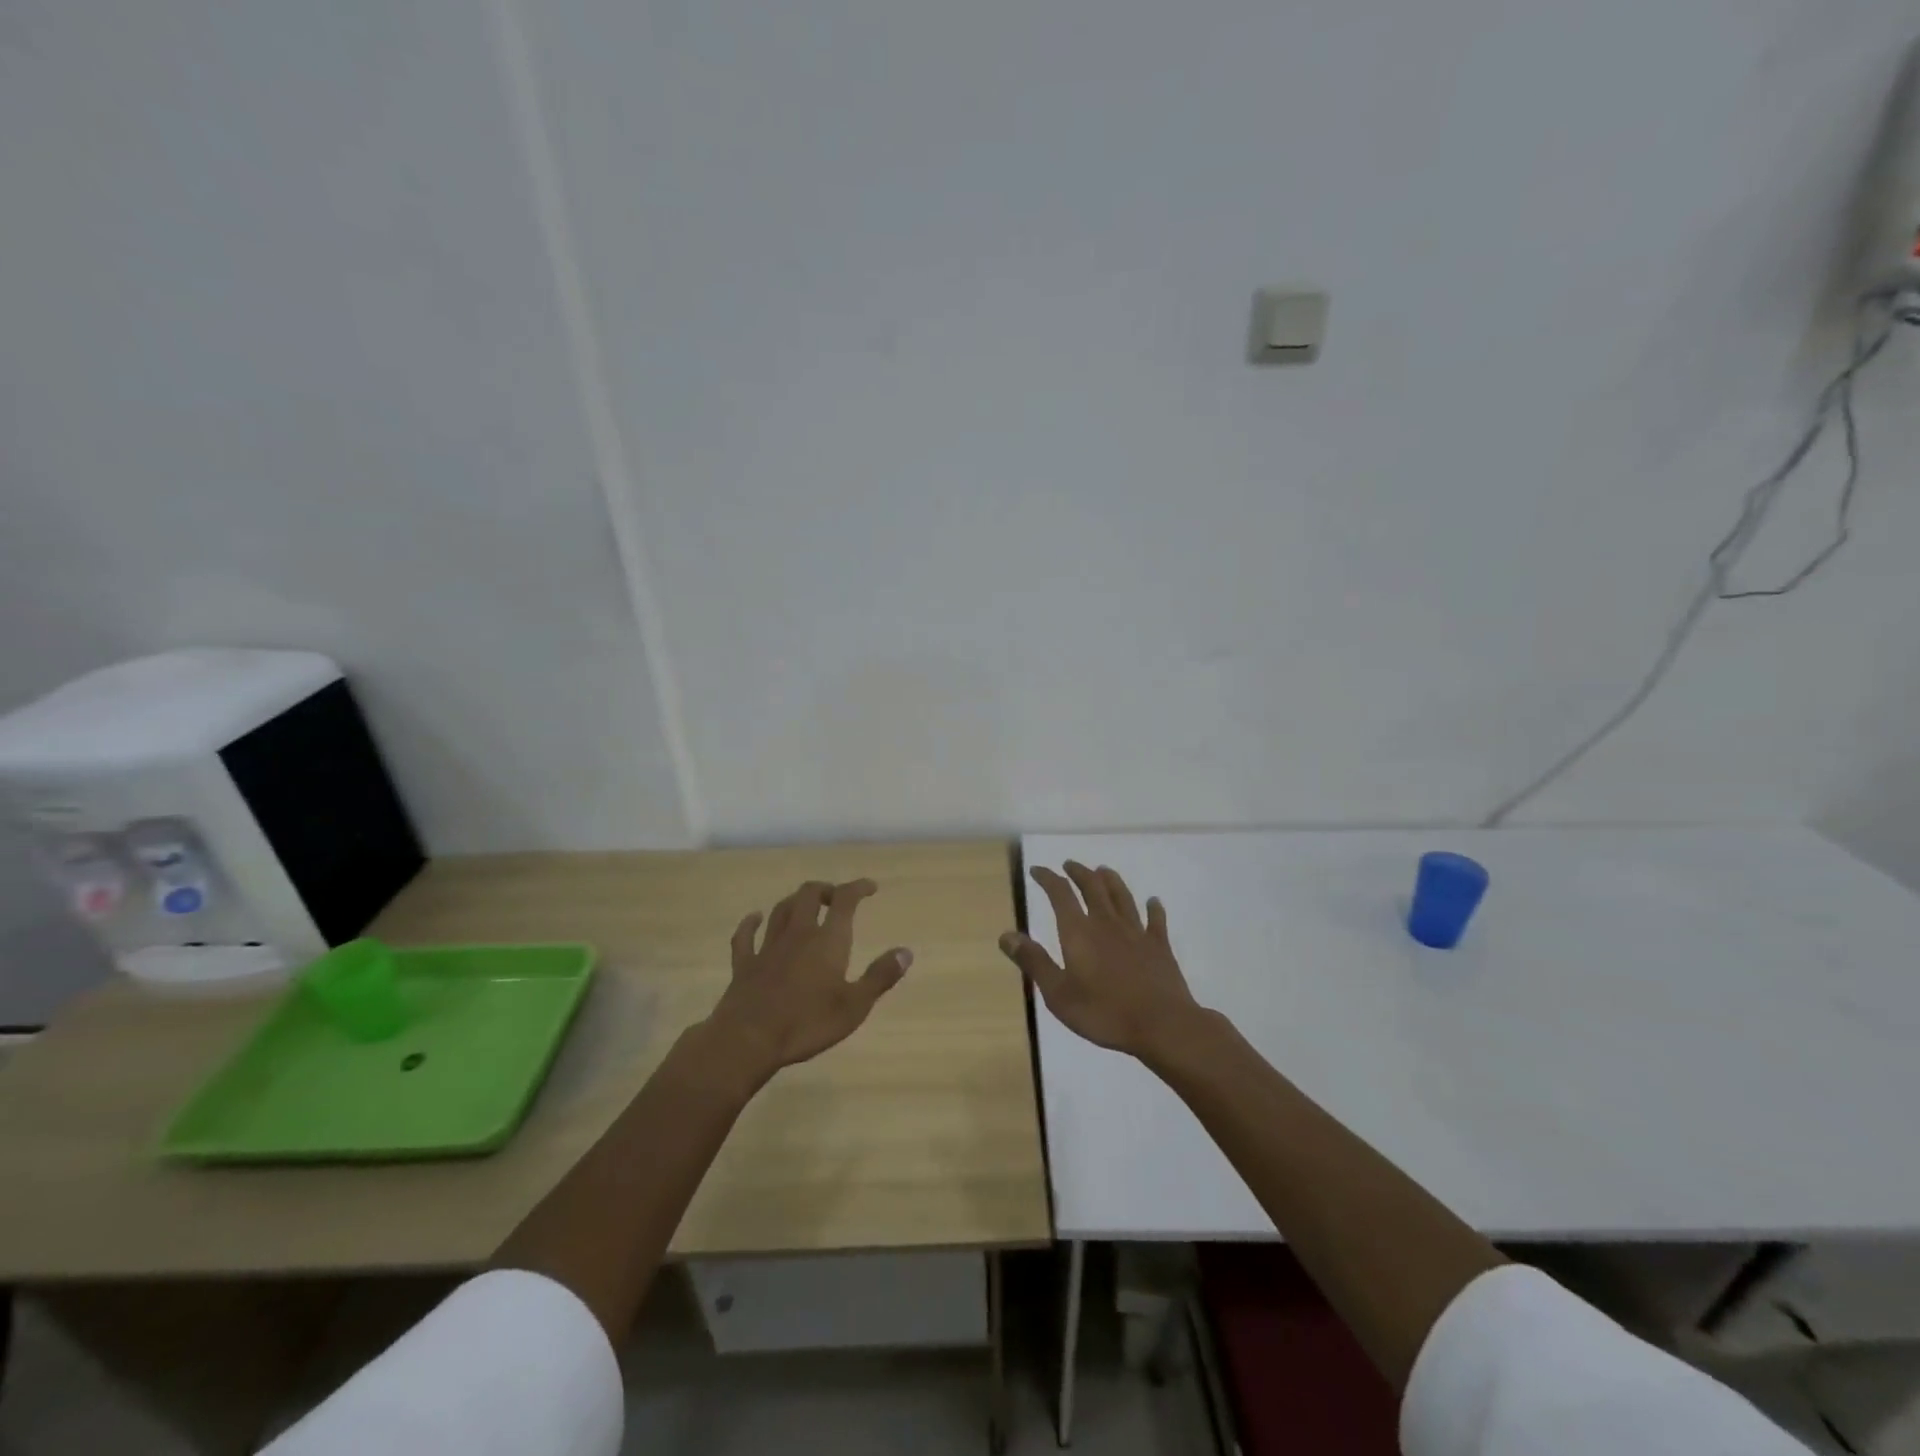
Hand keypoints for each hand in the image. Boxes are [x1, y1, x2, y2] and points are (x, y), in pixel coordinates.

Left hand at [702, 879, 910, 1087]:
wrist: (748, 1040)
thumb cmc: (807, 1023)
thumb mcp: (855, 1006)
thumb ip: (880, 976)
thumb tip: (905, 951)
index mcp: (827, 941)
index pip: (844, 901)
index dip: (857, 888)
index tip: (870, 887)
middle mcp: (798, 934)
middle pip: (808, 895)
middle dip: (825, 890)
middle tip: (836, 898)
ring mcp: (768, 947)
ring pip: (780, 910)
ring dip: (795, 901)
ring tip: (805, 904)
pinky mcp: (744, 964)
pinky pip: (745, 936)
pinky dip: (751, 923)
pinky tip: (754, 918)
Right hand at [999, 862, 1200, 1059]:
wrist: (1161, 1025)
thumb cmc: (1104, 1012)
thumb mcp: (1058, 993)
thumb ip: (1034, 962)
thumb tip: (1006, 934)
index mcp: (1079, 932)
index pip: (1060, 894)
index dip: (1048, 878)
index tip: (1038, 870)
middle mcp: (1107, 923)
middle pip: (1093, 887)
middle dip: (1079, 873)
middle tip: (1070, 865)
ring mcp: (1136, 932)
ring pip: (1122, 897)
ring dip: (1111, 880)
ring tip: (1103, 870)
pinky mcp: (1159, 946)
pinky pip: (1155, 920)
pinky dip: (1153, 908)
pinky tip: (1153, 902)